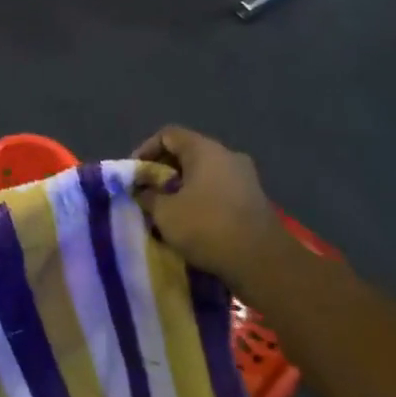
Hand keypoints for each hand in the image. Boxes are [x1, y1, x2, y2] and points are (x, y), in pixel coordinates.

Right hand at [133, 126, 286, 290]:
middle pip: (187, 152)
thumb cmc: (207, 227)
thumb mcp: (164, 213)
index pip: (168, 135)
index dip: (145, 150)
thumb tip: (142, 191)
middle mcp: (227, 155)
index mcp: (205, 150)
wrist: (261, 261)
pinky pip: (219, 189)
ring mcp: (245, 177)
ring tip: (165, 209)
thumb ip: (147, 196)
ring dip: (182, 187)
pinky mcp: (253, 199)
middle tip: (146, 192)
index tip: (134, 174)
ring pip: (204, 172)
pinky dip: (200, 198)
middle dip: (163, 171)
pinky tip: (190, 221)